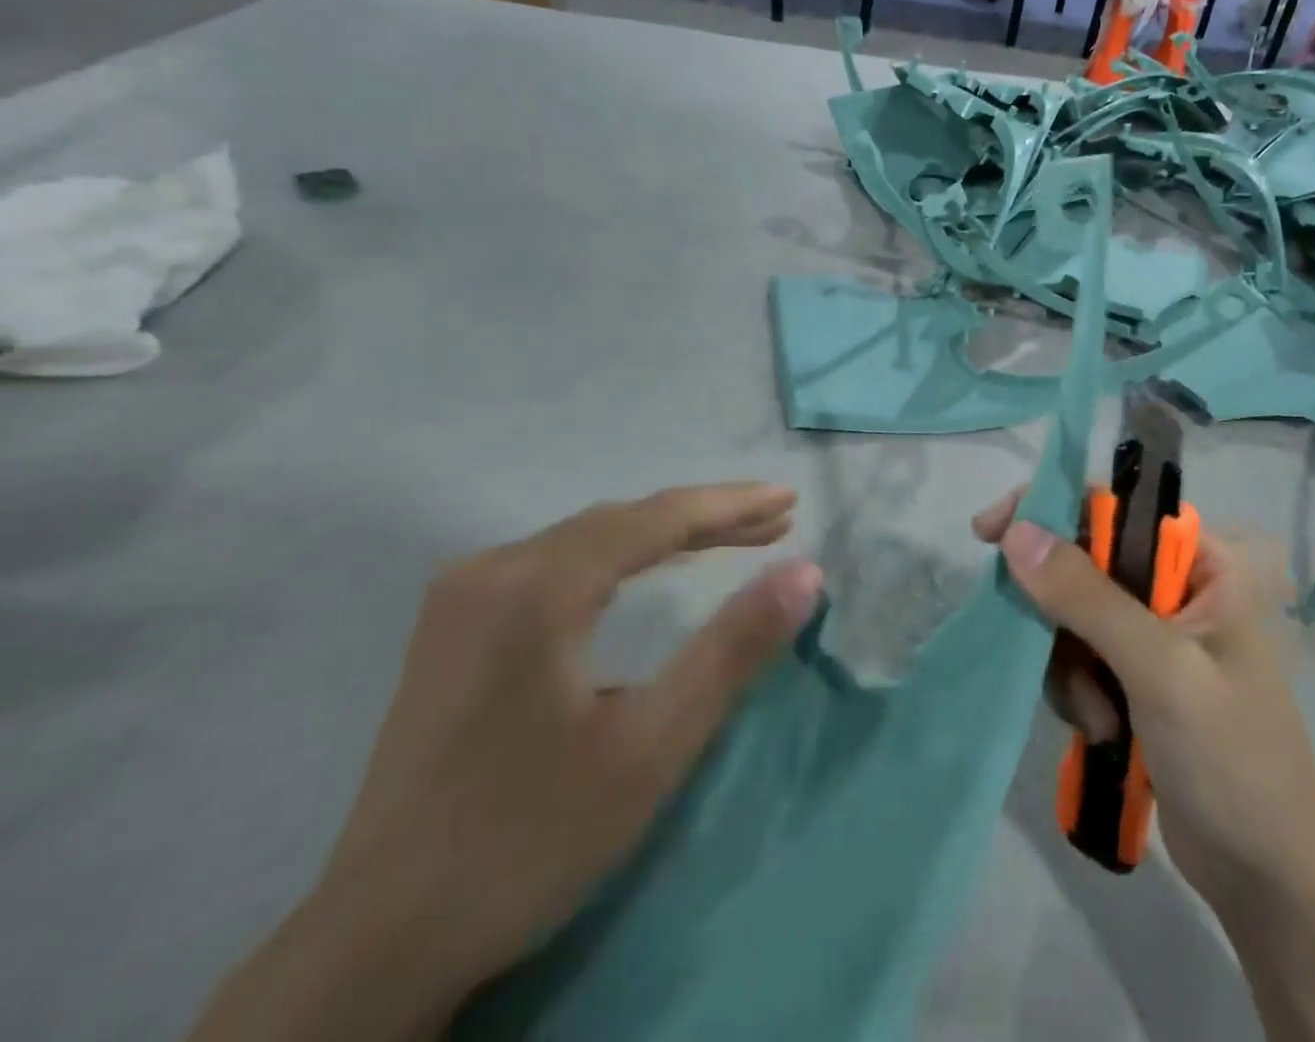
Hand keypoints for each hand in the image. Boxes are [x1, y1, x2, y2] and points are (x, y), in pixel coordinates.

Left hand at [191, 484, 821, 1041]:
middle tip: (774, 523)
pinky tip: (645, 572)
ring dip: (663, 535)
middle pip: (620, 520)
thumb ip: (734, 649)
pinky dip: (617, 559)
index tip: (790, 500)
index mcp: (536, 587)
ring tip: (731, 540)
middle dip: (704, 518)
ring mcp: (464, 596)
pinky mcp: (454, 627)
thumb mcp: (652, 745)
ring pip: (587, 539)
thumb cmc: (529, 838)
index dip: (730, 504)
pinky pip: (555, 564)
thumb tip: (806, 571)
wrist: (377, 946)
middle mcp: (492, 569)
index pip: (655, 518)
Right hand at [972, 494, 1314, 923]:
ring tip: (1099, 717)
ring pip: (1073, 615)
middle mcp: (1177, 588)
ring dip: (1070, 665)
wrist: (1267, 880)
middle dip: (1059, 612)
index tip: (991, 532)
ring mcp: (1154, 636)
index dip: (1053, 509)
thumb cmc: (1232, 761)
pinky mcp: (1134, 679)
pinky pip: (1077, 657)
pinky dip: (1076, 691)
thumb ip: (1088, 598)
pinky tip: (1103, 732)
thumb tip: (1017, 532)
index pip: (1116, 508)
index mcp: (1204, 564)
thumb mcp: (1161, 671)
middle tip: (1031, 639)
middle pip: (1085, 562)